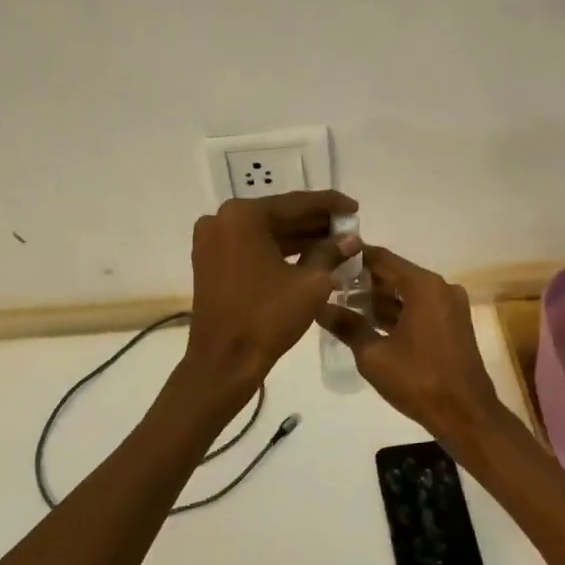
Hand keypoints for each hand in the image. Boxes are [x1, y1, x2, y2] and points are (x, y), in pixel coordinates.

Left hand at [184, 190, 358, 391]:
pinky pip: (252, 248)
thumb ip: (332, 253)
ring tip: (335, 244)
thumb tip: (351, 239)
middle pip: (279, 216)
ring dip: (299, 238)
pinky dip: (278, 251)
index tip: (355, 207)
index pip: (296, 203)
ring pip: (266, 233)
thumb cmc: (267, 318)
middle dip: (315, 223)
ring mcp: (212, 241)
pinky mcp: (210, 262)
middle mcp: (222, 219)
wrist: (224, 361)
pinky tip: (309, 257)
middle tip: (348, 228)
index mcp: (244, 216)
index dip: (330, 205)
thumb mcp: (310, 283)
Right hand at [318, 246, 511, 447]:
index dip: (354, 258)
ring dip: (379, 298)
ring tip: (343, 305)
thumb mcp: (374, 354)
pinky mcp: (452, 324)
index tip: (328, 259)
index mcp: (424, 286)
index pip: (382, 258)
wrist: (465, 414)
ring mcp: (450, 306)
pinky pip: (419, 308)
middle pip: (396, 274)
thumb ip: (347, 326)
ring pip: (407, 293)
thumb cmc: (418, 380)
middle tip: (330, 285)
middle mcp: (440, 288)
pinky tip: (369, 322)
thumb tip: (319, 307)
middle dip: (364, 280)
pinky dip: (397, 312)